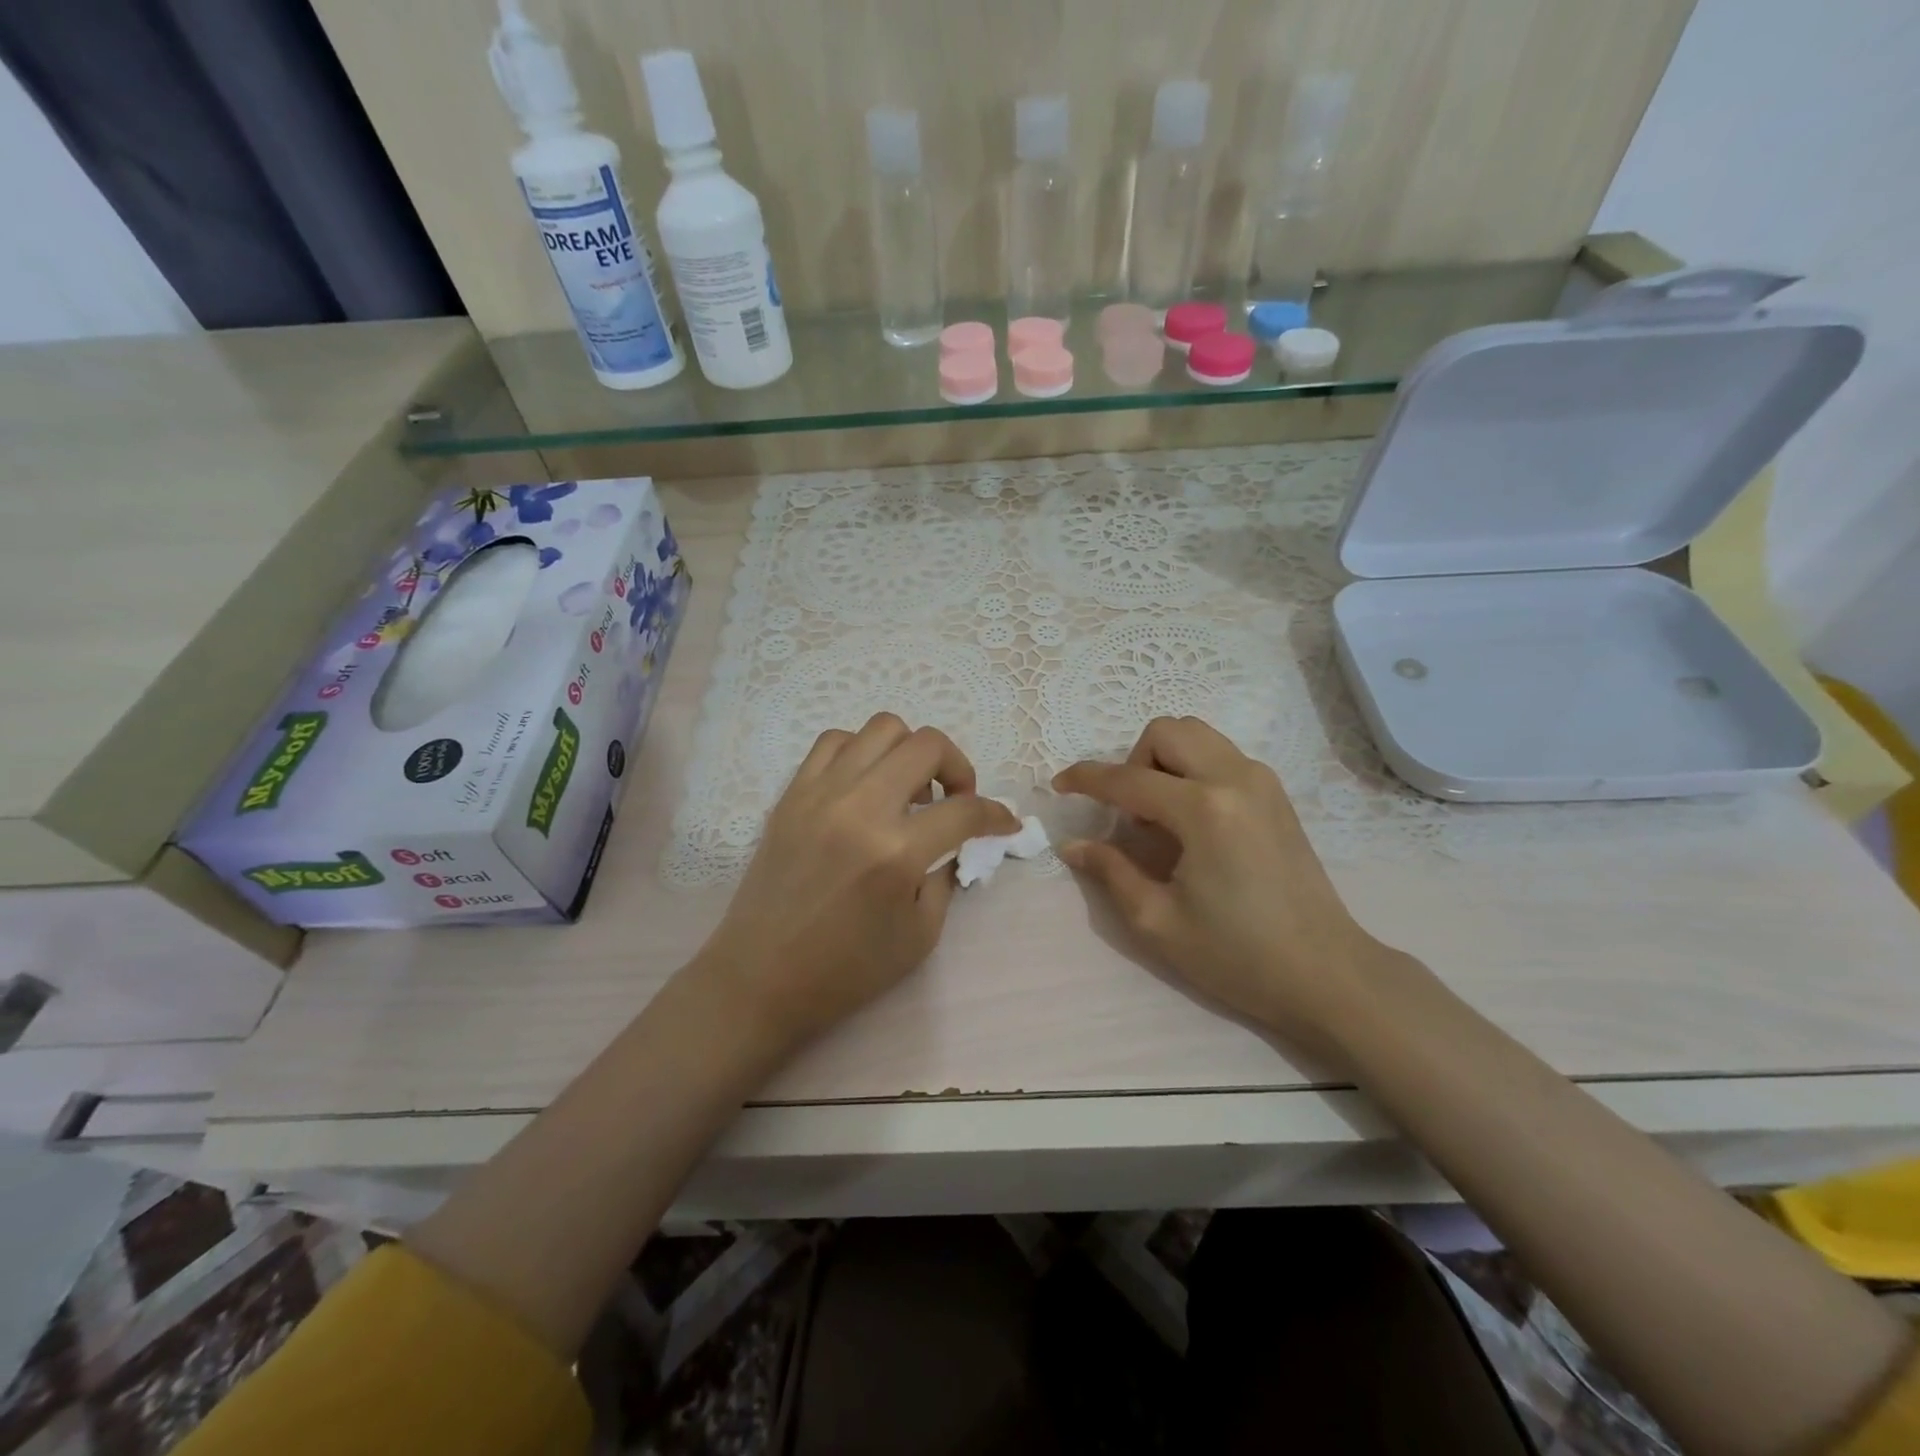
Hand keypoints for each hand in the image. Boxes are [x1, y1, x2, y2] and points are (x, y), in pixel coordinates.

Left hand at [692, 713, 1019, 1055]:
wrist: (760, 978)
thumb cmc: (845, 970)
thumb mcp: (920, 936)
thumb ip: (946, 877)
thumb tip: (958, 842)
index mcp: (896, 853)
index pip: (965, 811)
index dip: (997, 814)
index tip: (1004, 823)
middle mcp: (860, 808)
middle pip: (928, 745)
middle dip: (959, 767)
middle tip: (956, 800)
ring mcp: (821, 794)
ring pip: (881, 728)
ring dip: (910, 752)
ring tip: (908, 790)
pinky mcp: (792, 794)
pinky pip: (835, 742)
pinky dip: (862, 752)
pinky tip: (866, 785)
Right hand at [1053, 716, 1414, 1054]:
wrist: (1326, 972)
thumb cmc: (1238, 955)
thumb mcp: (1158, 921)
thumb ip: (1111, 872)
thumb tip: (1072, 845)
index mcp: (1204, 811)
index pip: (1128, 778)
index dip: (1086, 779)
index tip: (1059, 787)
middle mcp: (1235, 779)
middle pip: (1166, 732)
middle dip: (1132, 762)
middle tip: (1128, 813)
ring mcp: (1262, 781)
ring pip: (1197, 735)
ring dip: (1163, 761)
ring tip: (1159, 816)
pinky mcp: (1276, 794)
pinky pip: (1220, 755)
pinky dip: (1192, 770)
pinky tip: (1191, 821)